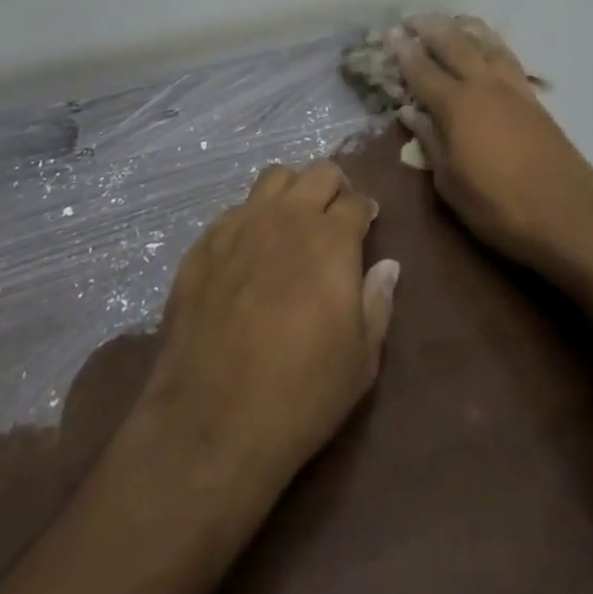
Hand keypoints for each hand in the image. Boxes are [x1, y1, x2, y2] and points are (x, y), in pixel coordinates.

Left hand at [138, 161, 399, 491]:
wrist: (213, 420)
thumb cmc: (301, 392)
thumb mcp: (361, 359)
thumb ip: (377, 302)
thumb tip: (387, 266)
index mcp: (330, 239)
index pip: (356, 201)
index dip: (366, 211)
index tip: (367, 224)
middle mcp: (286, 217)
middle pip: (318, 174)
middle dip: (334, 187)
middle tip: (335, 215)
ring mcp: (240, 225)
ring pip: (273, 178)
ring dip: (291, 191)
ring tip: (293, 220)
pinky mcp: (205, 243)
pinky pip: (235, 210)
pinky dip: (252, 218)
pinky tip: (250, 251)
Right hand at [396, 16, 592, 276]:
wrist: (570, 215)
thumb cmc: (500, 207)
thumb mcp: (451, 184)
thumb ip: (429, 141)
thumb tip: (409, 111)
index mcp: (456, 105)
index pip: (421, 69)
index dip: (403, 52)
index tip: (389, 36)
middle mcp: (482, 85)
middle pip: (453, 43)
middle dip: (429, 27)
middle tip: (410, 20)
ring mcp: (512, 87)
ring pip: (484, 41)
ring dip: (462, 27)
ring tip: (449, 21)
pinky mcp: (532, 97)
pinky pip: (505, 54)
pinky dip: (489, 41)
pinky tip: (486, 45)